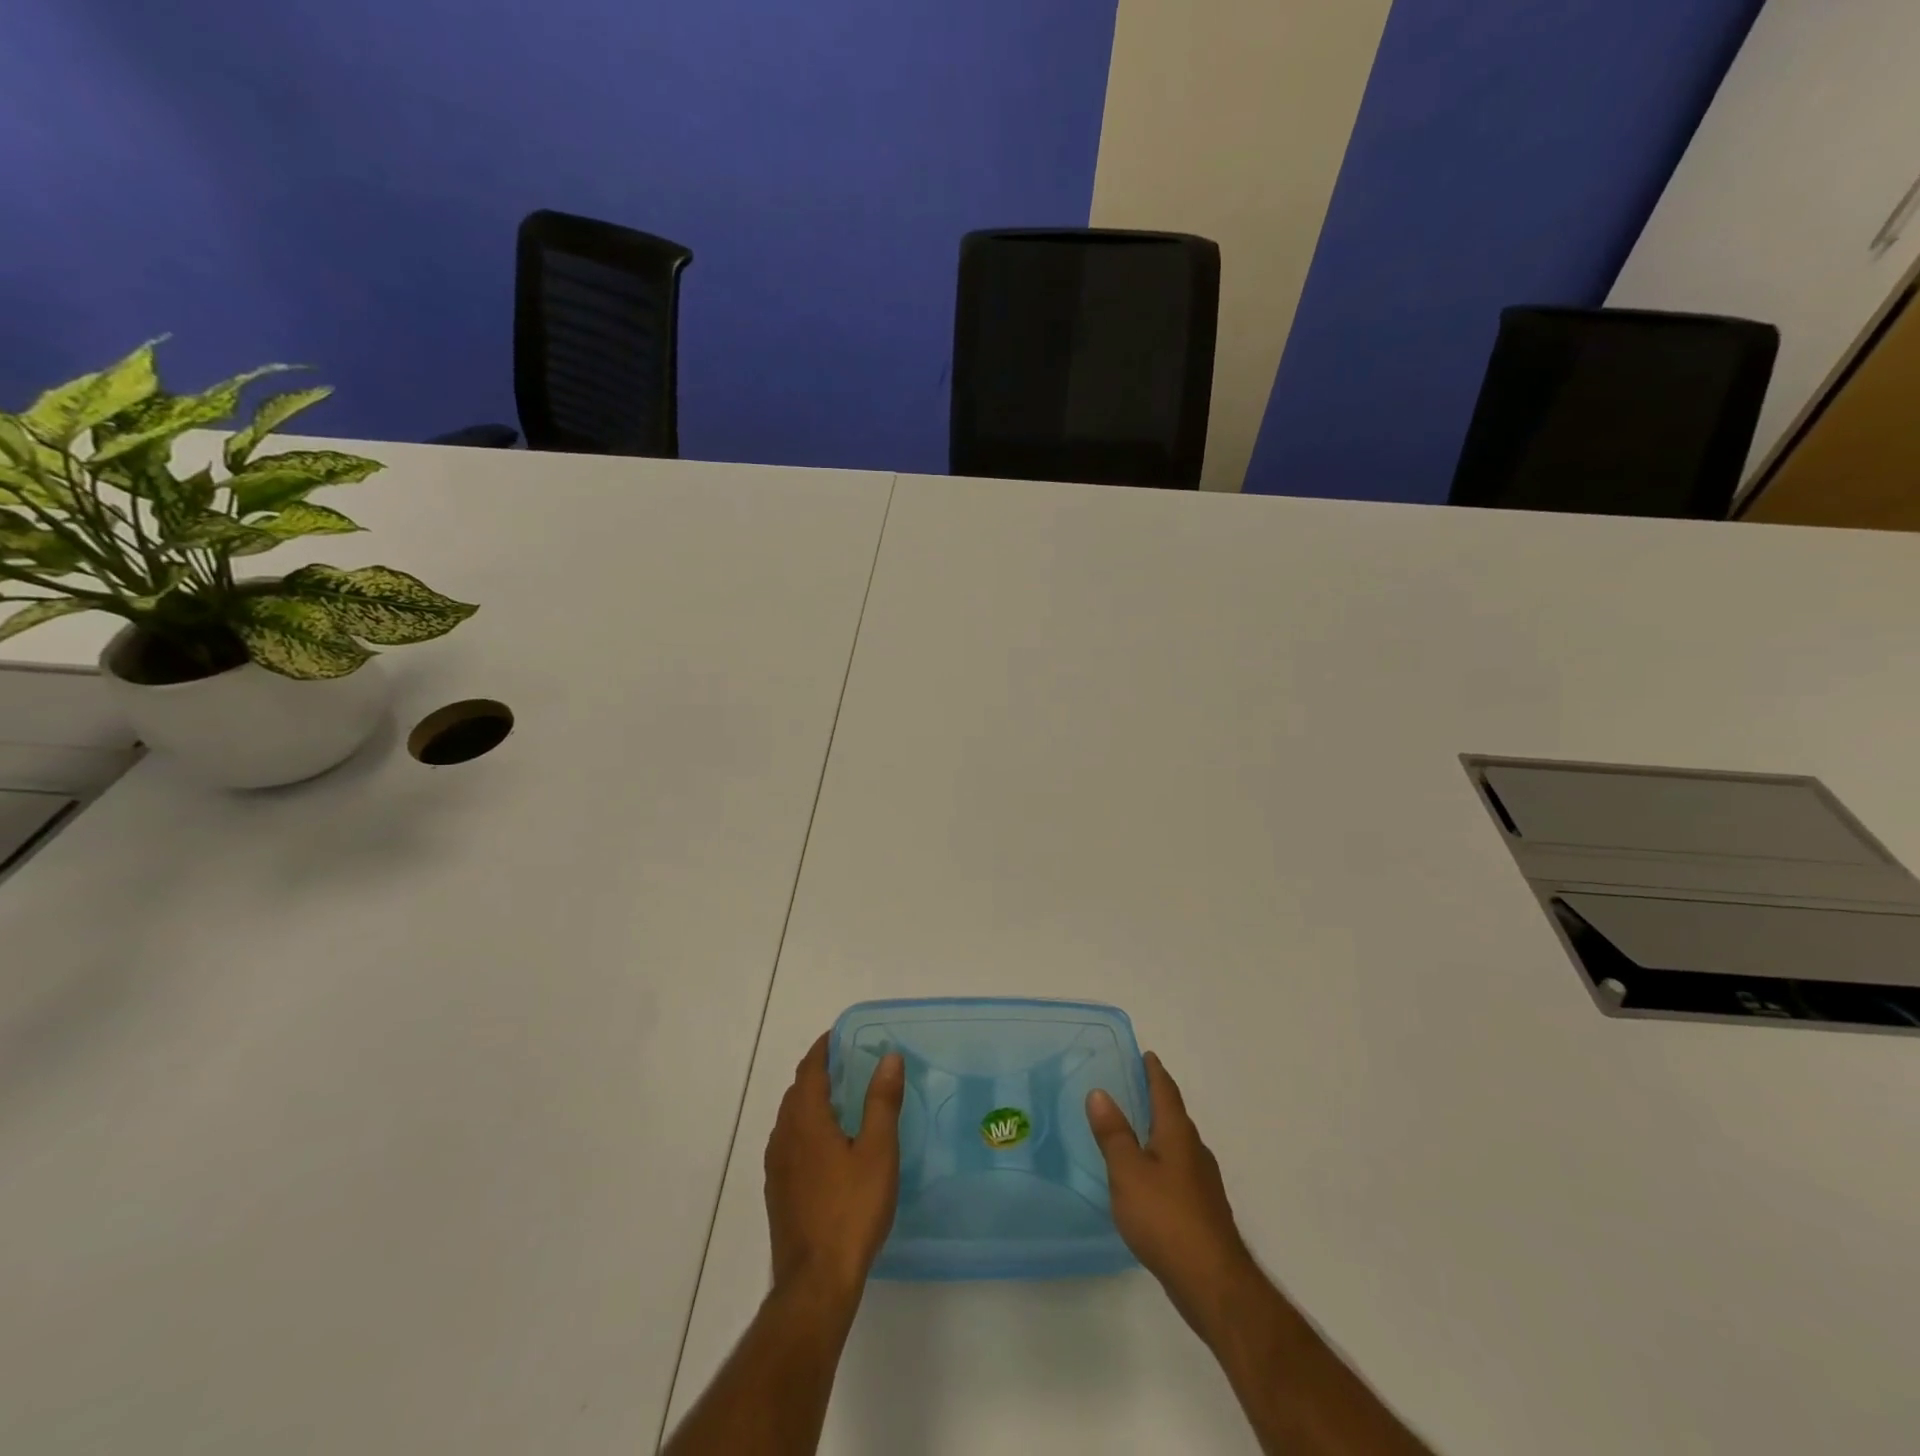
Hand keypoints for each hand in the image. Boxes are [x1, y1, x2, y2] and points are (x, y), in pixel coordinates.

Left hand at [764, 1033, 904, 1304]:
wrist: (816, 1282)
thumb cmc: (851, 1210)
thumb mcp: (877, 1151)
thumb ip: (882, 1102)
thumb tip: (888, 1057)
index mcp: (806, 1120)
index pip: (809, 1070)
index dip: (823, 1049)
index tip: (840, 1036)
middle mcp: (784, 1136)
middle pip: (797, 1092)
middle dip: (818, 1073)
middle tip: (848, 1065)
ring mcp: (777, 1167)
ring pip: (791, 1118)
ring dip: (811, 1101)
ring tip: (841, 1101)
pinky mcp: (778, 1192)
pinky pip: (789, 1143)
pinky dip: (806, 1128)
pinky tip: (828, 1147)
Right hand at [1087, 1052, 1259, 1338]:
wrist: (1213, 1283)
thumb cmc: (1166, 1218)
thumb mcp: (1128, 1172)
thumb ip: (1113, 1133)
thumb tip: (1099, 1092)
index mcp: (1177, 1134)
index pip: (1166, 1091)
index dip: (1154, 1072)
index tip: (1146, 1055)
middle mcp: (1195, 1151)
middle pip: (1174, 1116)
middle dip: (1156, 1100)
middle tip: (1133, 1088)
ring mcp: (1203, 1183)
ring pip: (1178, 1146)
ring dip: (1159, 1133)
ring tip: (1135, 1132)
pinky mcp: (1203, 1210)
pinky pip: (1179, 1172)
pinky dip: (1162, 1162)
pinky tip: (1149, 1180)